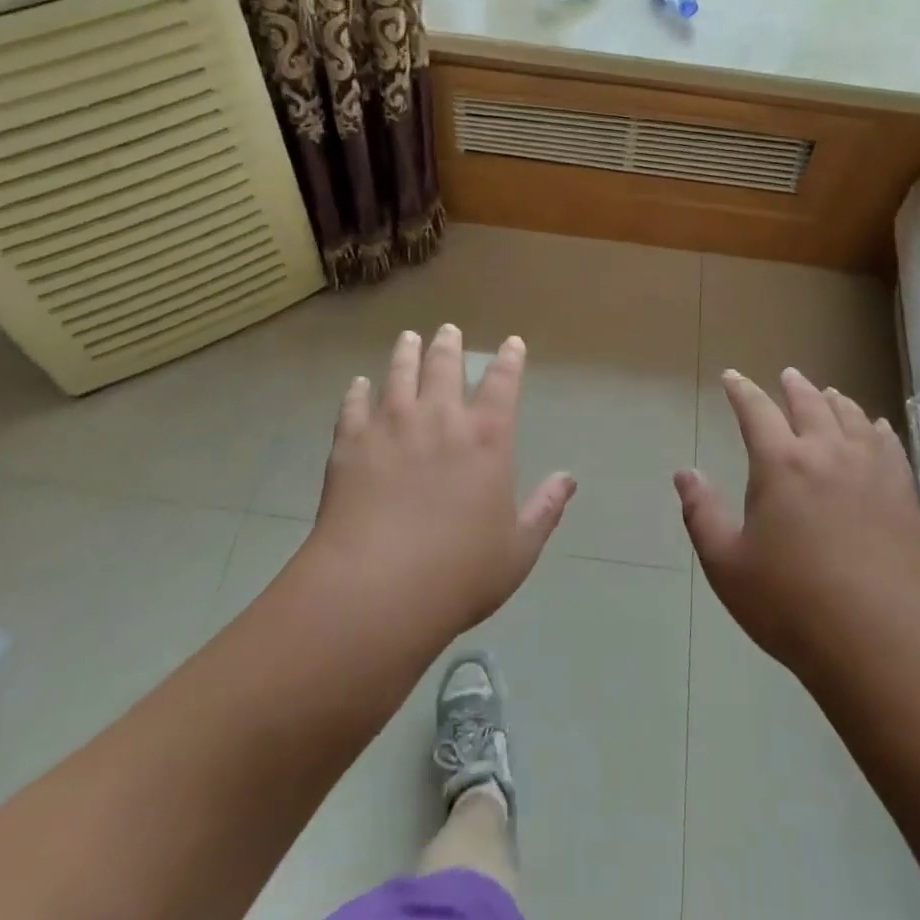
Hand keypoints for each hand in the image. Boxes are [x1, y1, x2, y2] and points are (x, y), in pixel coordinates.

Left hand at [309, 325, 575, 639]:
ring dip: (406, 353)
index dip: (509, 360)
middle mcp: (440, 419)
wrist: (377, 590)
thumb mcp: (518, 549)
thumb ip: (545, 509)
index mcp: (486, 438)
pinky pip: (355, 405)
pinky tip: (359, 384)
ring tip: (408, 338)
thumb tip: (569, 479)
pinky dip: (358, 391)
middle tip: (448, 330)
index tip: (511, 343)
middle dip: (450, 344)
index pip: (503, 384)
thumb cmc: (459, 574)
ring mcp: (391, 426)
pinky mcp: (351, 443)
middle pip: (445, 366)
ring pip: (400, 374)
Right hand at [675, 367, 919, 685]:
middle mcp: (826, 453)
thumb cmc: (793, 604)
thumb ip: (702, 514)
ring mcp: (870, 470)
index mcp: (780, 464)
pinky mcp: (902, 493)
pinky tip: (876, 427)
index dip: (741, 390)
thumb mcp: (728, 565)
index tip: (731, 377)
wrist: (883, 642)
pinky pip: (888, 444)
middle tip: (787, 375)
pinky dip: (876, 427)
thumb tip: (684, 473)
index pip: (756, 411)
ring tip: (828, 393)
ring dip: (834, 401)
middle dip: (794, 386)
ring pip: (851, 417)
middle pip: (810, 404)